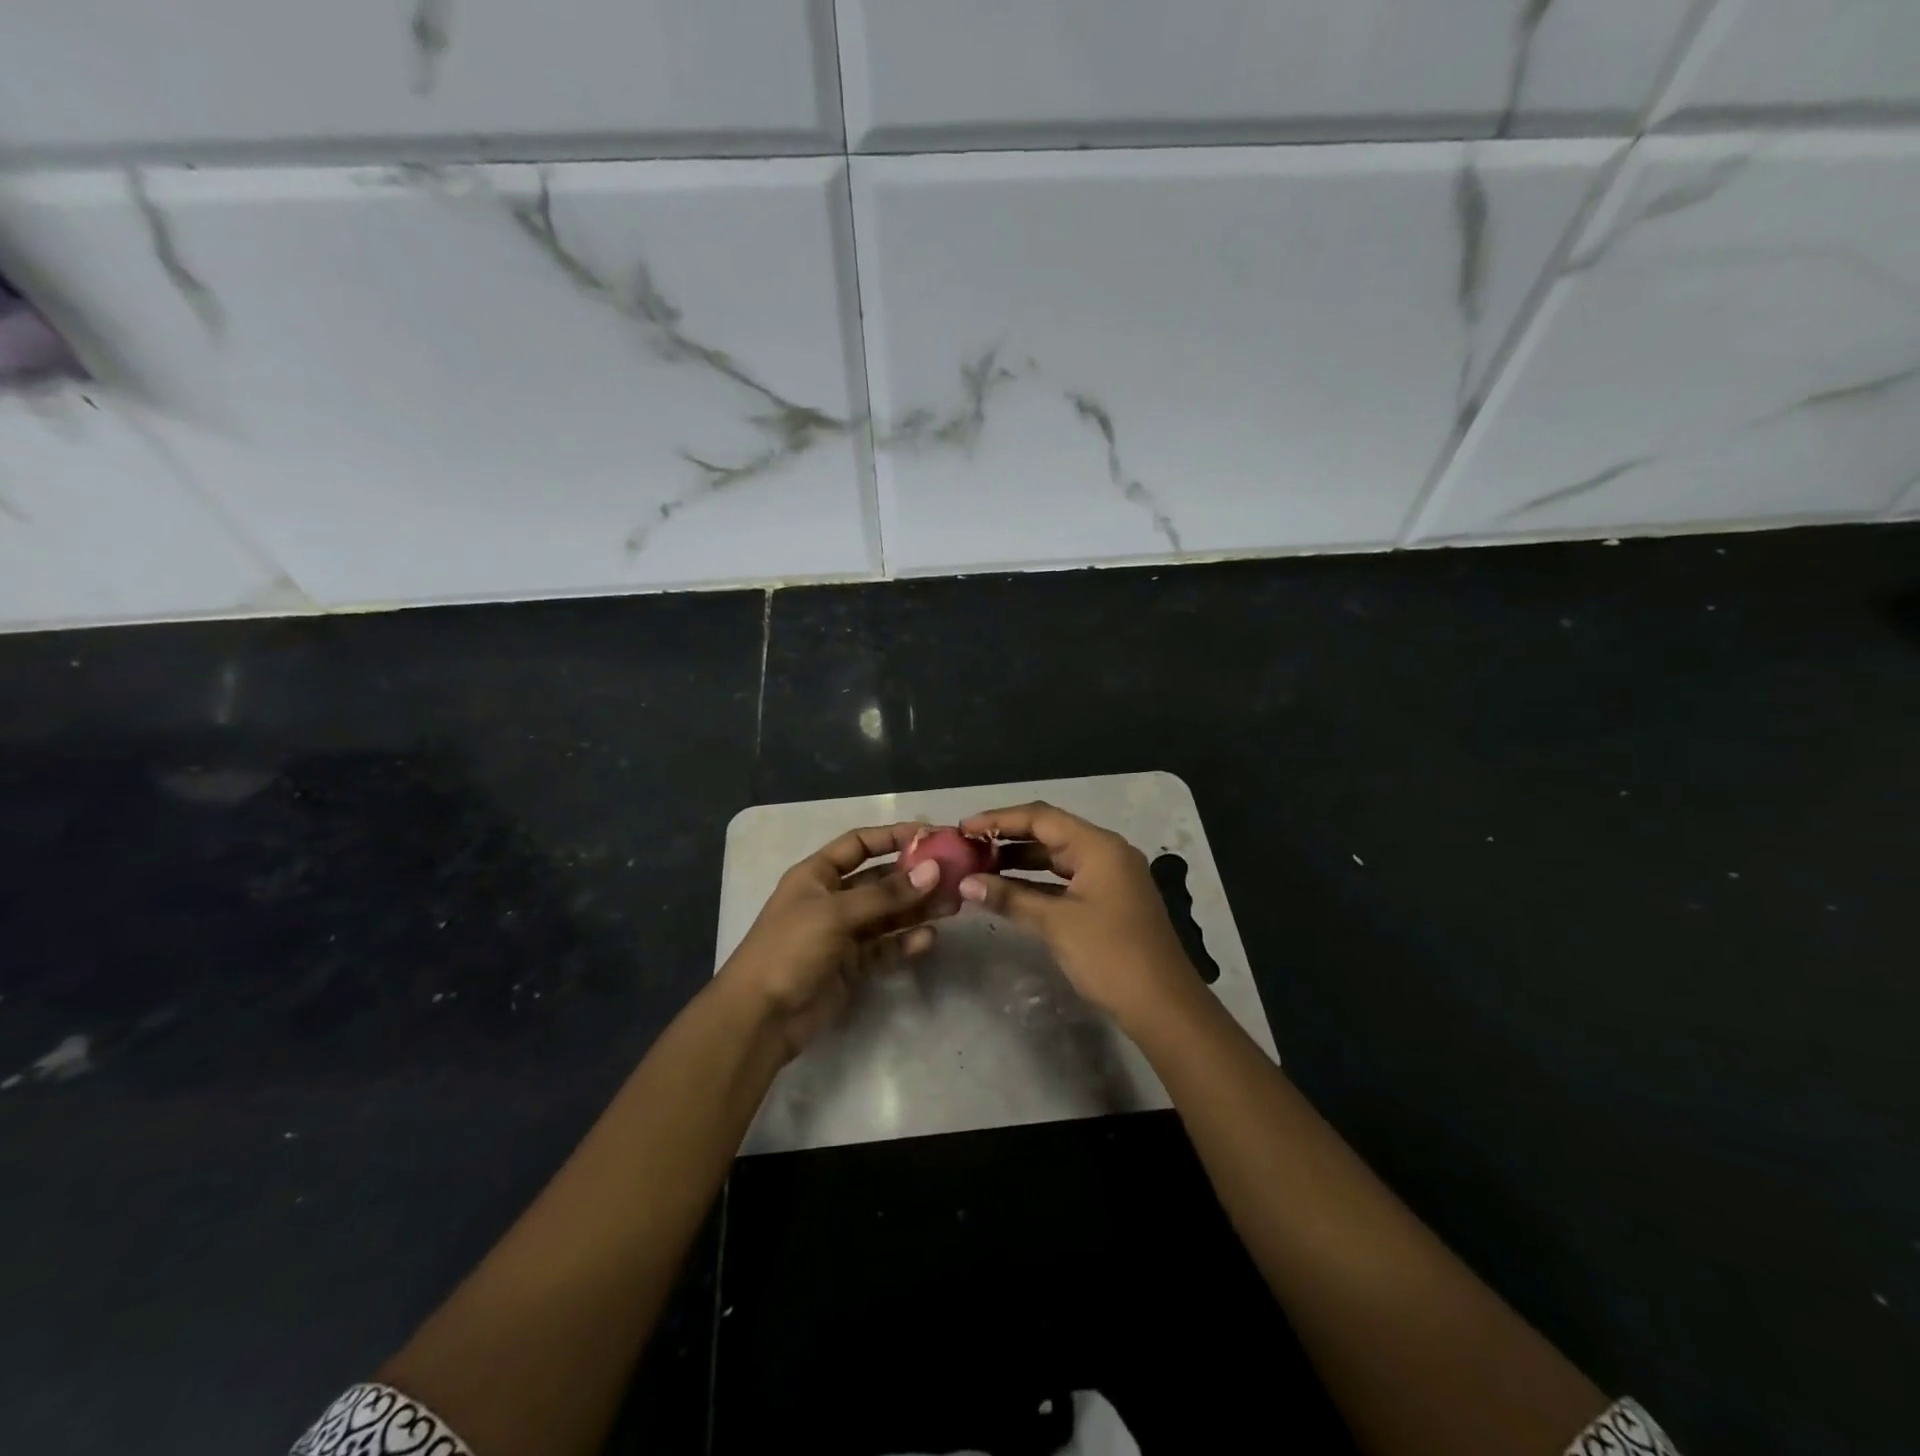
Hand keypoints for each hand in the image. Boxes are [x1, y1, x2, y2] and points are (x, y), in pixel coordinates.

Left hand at [714, 823, 940, 1060]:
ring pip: (887, 915)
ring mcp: (842, 934)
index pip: (859, 845)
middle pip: (879, 880)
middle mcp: (831, 899)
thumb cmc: (790, 948)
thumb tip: (933, 871)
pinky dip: (905, 942)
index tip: (930, 835)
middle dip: (914, 877)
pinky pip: (884, 947)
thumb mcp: (836, 913)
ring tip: (952, 905)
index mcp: (817, 875)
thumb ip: (886, 894)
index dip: (892, 837)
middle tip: (953, 876)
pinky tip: (928, 939)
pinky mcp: (851, 966)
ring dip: (917, 908)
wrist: (760, 1016)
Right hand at [957, 801, 1200, 1031]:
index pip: (1040, 817)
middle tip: (966, 847)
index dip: (999, 819)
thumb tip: (965, 883)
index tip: (963, 828)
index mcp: (1098, 846)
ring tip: (978, 867)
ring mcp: (1109, 877)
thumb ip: (1010, 897)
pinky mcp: (1107, 900)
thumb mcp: (1056, 924)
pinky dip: (1036, 882)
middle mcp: (1105, 852)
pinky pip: (1065, 880)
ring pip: (1056, 857)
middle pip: (1049, 833)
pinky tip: (1007, 890)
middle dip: (1006, 838)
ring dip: (1019, 861)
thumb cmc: (1110, 955)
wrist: (1164, 1006)